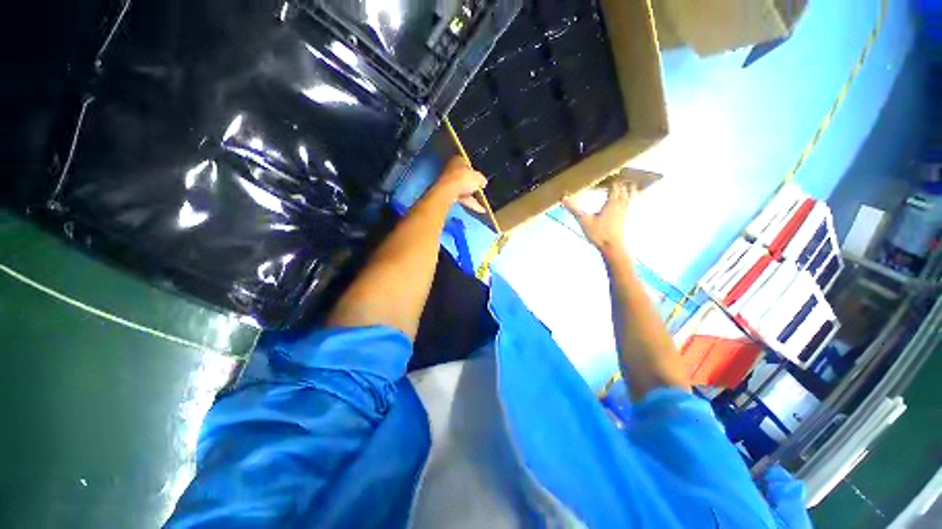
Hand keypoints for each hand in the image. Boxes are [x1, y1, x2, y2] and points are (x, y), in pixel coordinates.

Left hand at [430, 156, 486, 212]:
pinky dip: (471, 203)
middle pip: (464, 178)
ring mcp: (449, 183)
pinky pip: (462, 198)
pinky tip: (481, 209)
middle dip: (472, 185)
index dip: (474, 171)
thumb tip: (484, 182)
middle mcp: (452, 170)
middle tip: (481, 189)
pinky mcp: (449, 194)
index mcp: (458, 160)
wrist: (449, 192)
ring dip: (472, 196)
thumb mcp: (478, 177)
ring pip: (463, 189)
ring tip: (483, 202)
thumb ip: (481, 179)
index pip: (467, 163)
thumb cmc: (463, 179)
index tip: (480, 178)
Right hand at [562, 181, 635, 255]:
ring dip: (630, 188)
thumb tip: (563, 198)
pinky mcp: (628, 219)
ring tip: (630, 184)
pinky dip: (633, 198)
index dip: (611, 180)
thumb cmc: (598, 234)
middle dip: (621, 182)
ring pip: (632, 195)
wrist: (613, 247)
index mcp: (612, 203)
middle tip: (618, 177)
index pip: (614, 186)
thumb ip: (574, 208)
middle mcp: (621, 205)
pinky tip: (631, 200)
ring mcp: (626, 212)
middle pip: (625, 189)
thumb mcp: (584, 220)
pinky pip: (633, 204)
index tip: (607, 176)